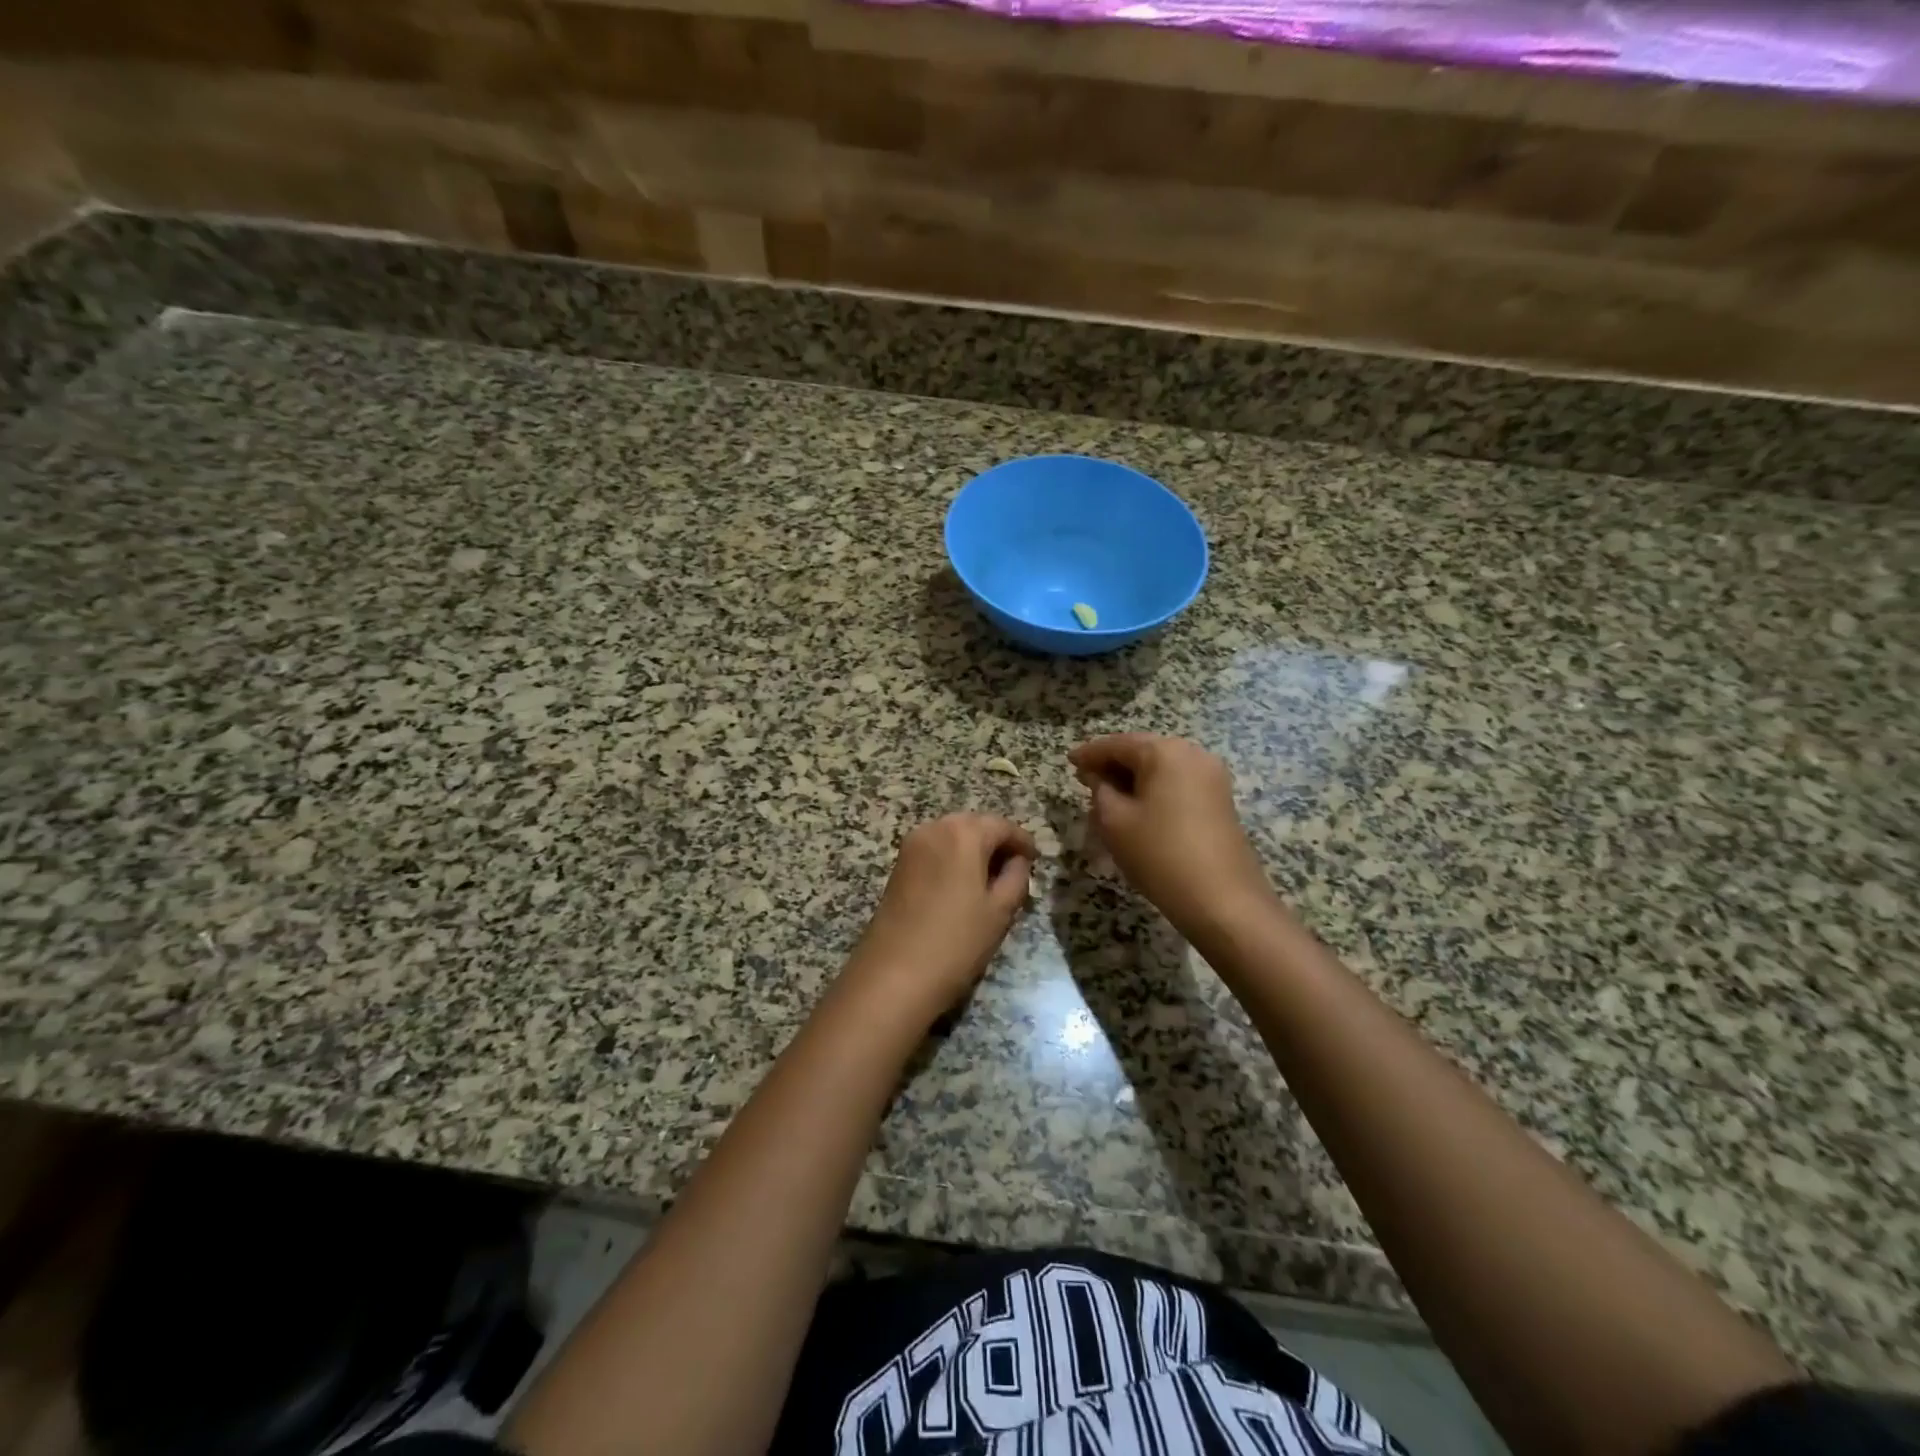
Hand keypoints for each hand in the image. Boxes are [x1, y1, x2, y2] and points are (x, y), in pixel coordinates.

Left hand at [840, 814, 1036, 1028]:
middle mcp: (934, 829)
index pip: (1002, 826)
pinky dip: (953, 859)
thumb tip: (1018, 861)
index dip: (1022, 841)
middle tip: (1015, 869)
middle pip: (974, 825)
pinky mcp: (898, 866)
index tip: (1036, 860)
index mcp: (963, 833)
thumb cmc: (956, 942)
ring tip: (991, 879)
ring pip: (952, 836)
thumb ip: (1016, 877)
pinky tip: (964, 885)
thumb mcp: (1000, 911)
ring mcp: (911, 846)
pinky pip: (934, 850)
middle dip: (996, 842)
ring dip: (973, 850)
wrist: (894, 976)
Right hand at [1069, 734, 1273, 938]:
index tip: (1069, 761)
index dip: (1090, 753)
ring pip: (1162, 768)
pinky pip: (1178, 783)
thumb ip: (1100, 789)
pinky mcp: (1220, 800)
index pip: (1118, 744)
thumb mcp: (1114, 821)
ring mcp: (1212, 777)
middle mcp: (1193, 754)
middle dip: (1113, 764)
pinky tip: (1137, 808)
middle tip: (1085, 779)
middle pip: (1143, 751)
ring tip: (1108, 796)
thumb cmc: (1159, 854)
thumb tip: (1098, 776)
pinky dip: (1154, 789)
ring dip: (1133, 778)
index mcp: (1165, 752)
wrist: (1222, 900)